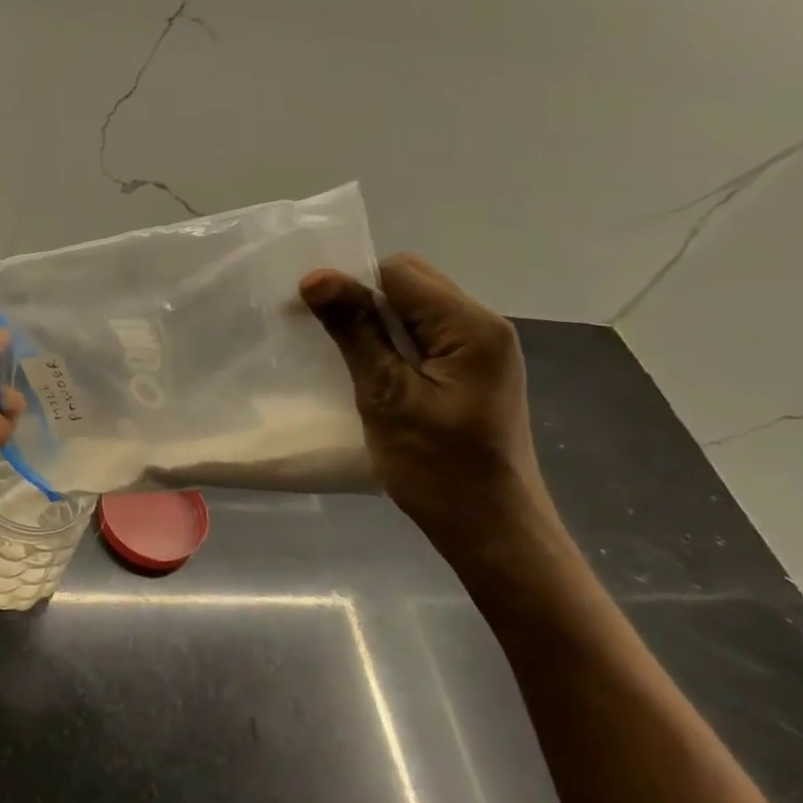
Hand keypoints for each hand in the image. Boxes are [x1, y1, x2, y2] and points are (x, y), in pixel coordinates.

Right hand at [301, 254, 551, 543]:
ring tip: (345, 356)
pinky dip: (395, 344)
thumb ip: (355, 331)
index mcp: (470, 325)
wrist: (491, 529)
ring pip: (417, 310)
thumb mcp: (386, 395)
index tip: (311, 315)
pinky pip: (427, 337)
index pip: (399, 273)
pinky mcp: (474, 372)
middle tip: (326, 338)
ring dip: (378, 324)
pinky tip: (374, 373)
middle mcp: (484, 325)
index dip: (352, 284)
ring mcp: (482, 350)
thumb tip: (316, 277)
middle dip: (365, 300)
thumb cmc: (437, 467)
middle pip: (412, 284)